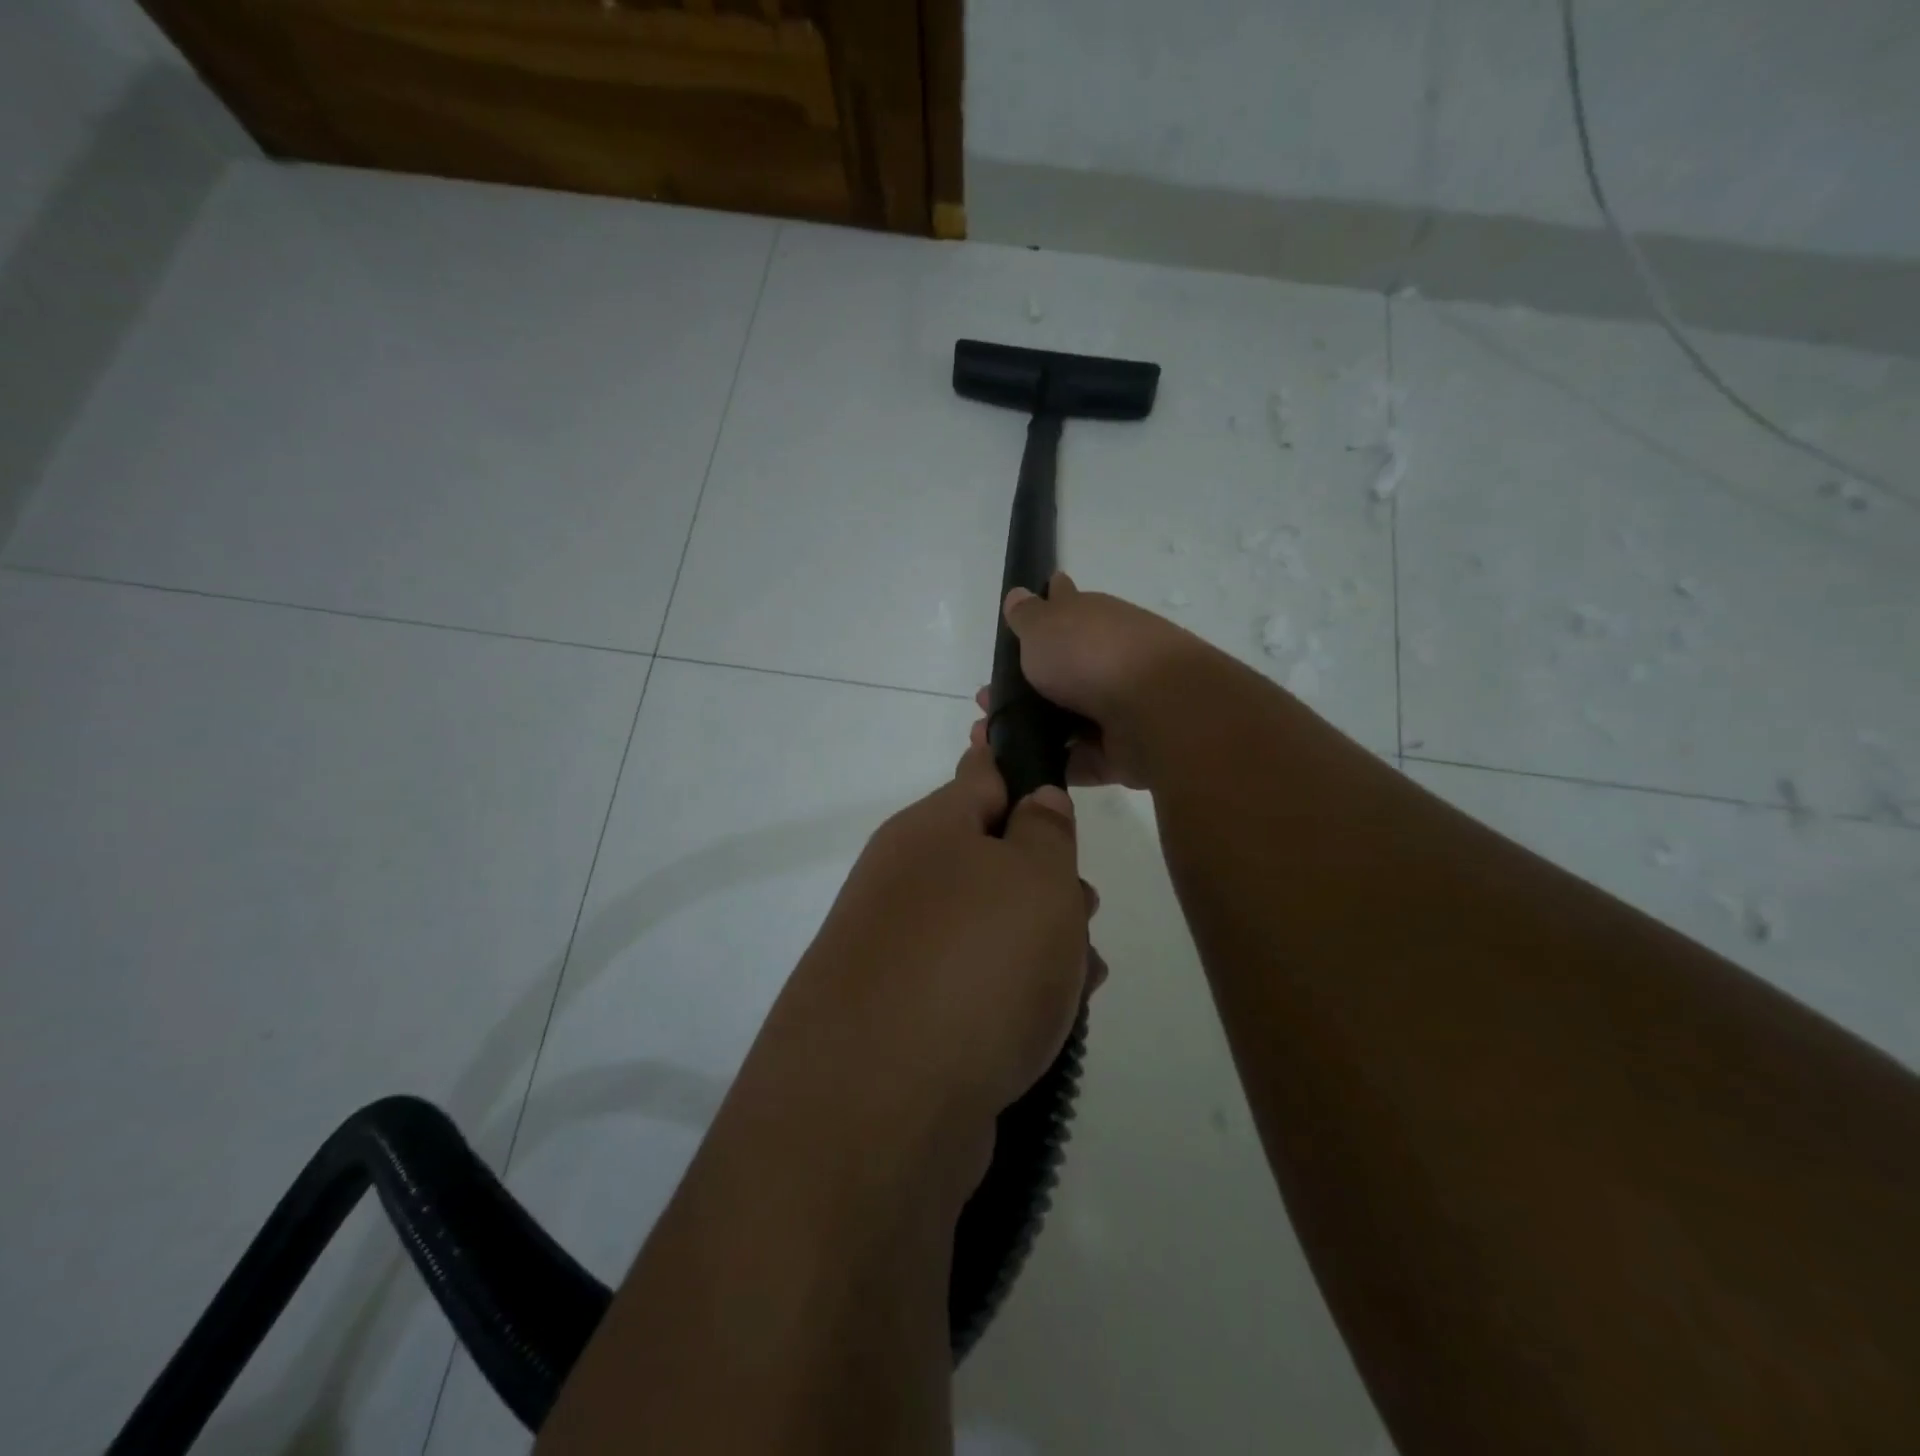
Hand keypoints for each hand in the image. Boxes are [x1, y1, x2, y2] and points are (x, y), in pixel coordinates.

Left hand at [751, 744, 1098, 1186]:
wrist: (880, 1107)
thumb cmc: (976, 963)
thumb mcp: (1036, 877)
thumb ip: (1045, 830)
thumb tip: (1036, 800)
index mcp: (928, 832)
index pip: (980, 776)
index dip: (1020, 766)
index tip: (1054, 768)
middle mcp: (902, 883)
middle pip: (988, 858)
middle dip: (1045, 878)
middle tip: (1085, 906)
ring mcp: (896, 953)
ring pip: (984, 926)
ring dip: (1038, 941)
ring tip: (1083, 972)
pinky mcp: (900, 1018)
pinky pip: (969, 984)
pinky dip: (1011, 993)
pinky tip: (1050, 1024)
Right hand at [970, 571, 1219, 789]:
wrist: (1155, 709)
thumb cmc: (1091, 656)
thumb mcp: (1044, 626)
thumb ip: (1027, 615)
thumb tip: (1021, 593)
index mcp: (1095, 621)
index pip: (1065, 608)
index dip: (1041, 613)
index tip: (1014, 628)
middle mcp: (1110, 659)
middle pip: (1061, 672)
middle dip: (1022, 686)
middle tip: (985, 700)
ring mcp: (1120, 706)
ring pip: (1066, 720)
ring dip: (1029, 730)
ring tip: (988, 740)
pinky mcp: (1124, 751)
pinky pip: (1081, 759)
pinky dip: (1053, 764)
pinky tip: (1016, 768)